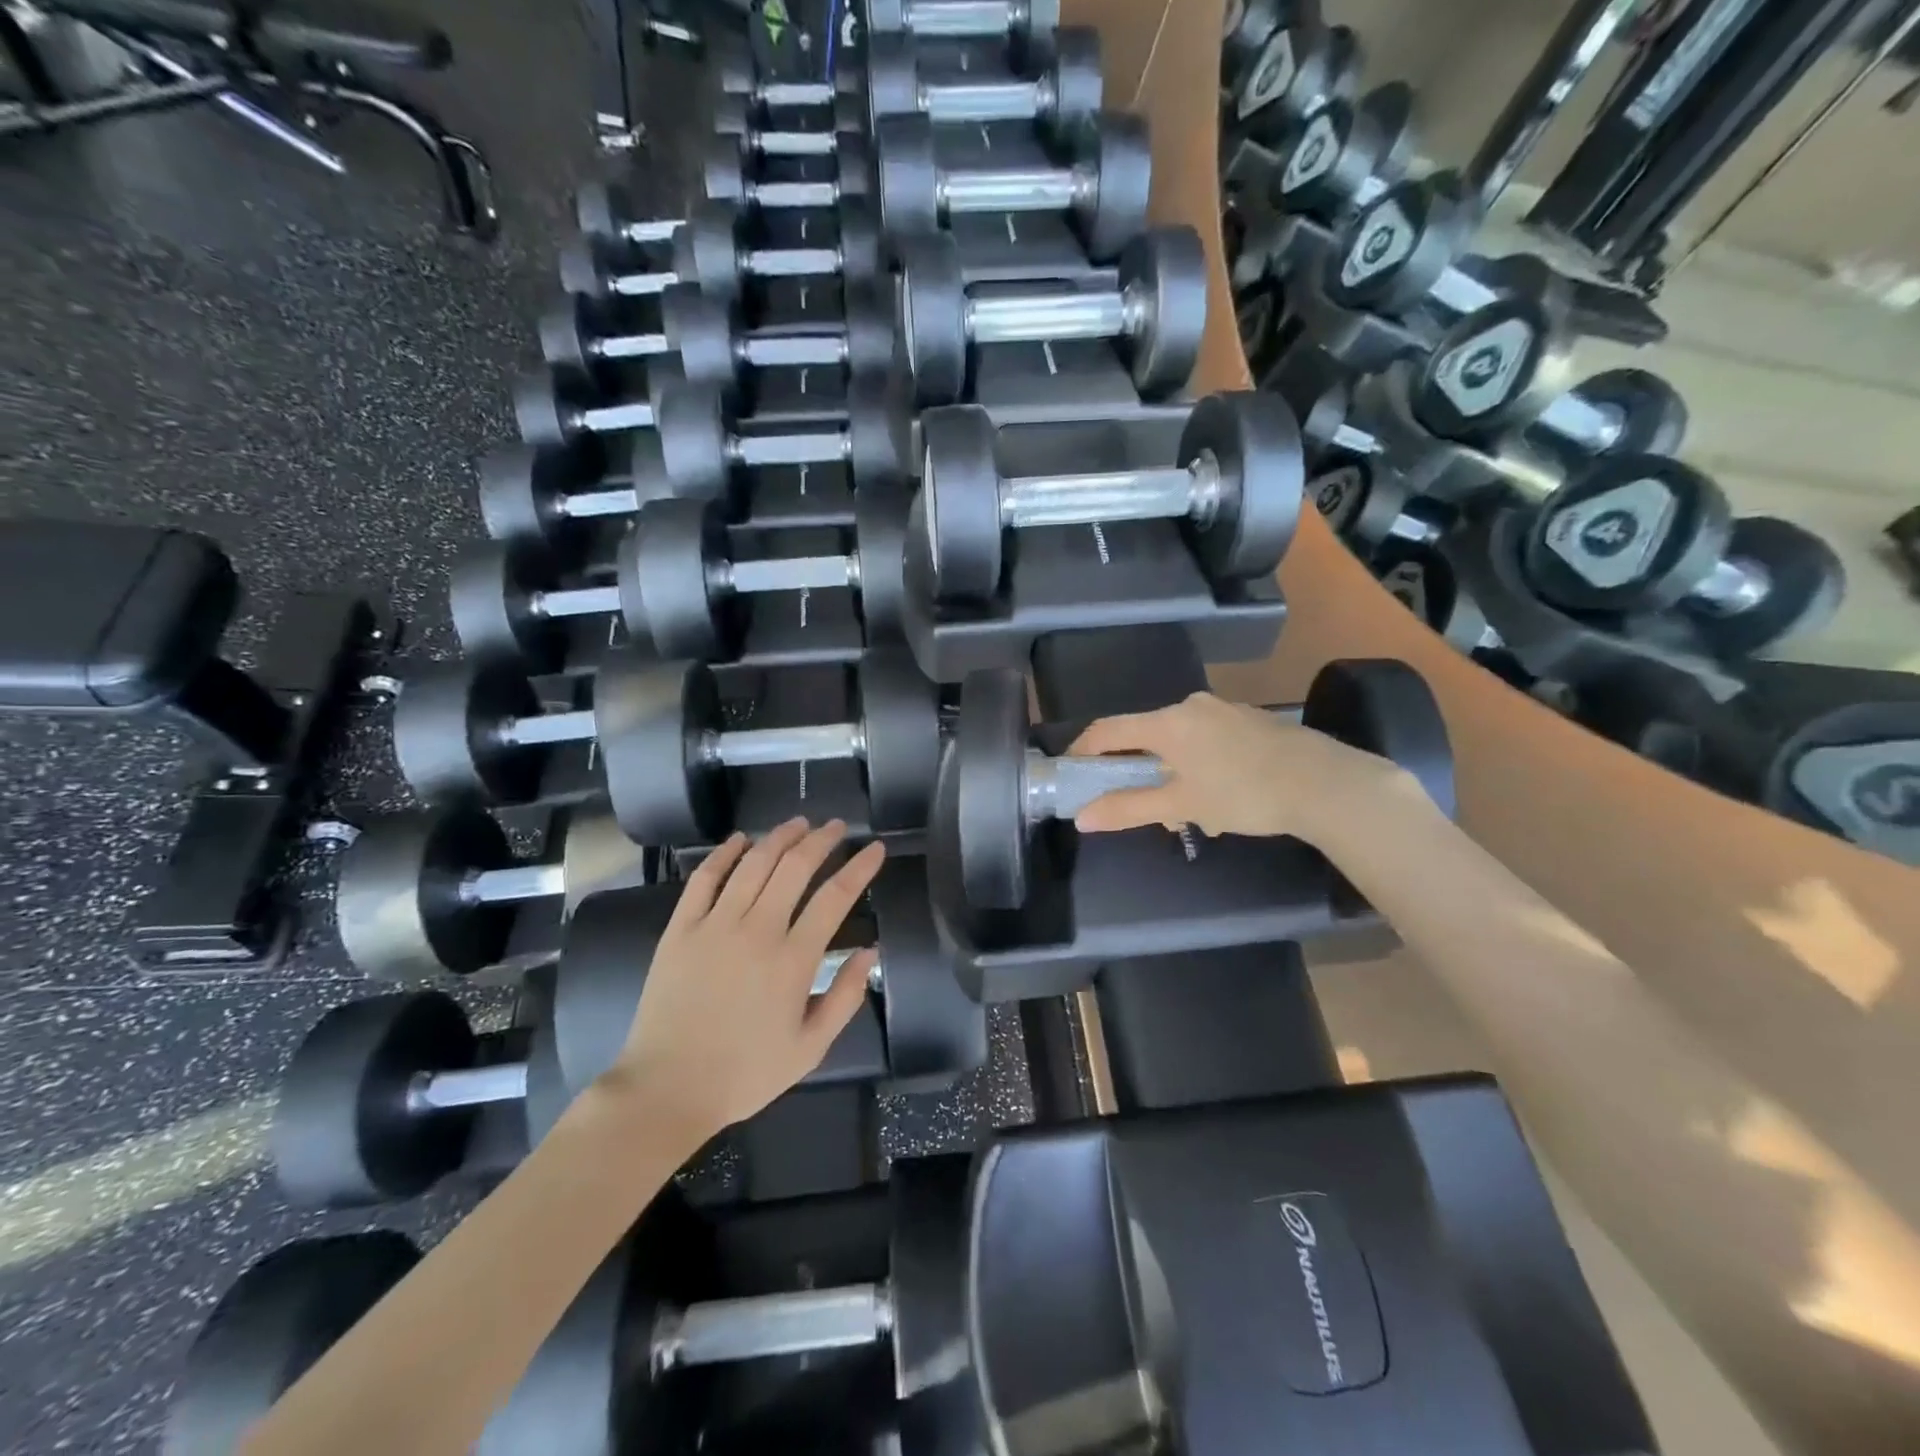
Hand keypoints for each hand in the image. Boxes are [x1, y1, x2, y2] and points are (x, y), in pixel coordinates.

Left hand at [610, 819, 885, 1143]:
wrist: (667, 1089)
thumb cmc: (745, 1073)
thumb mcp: (810, 1048)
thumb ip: (845, 997)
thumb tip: (869, 951)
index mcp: (793, 959)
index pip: (835, 897)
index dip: (860, 867)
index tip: (874, 848)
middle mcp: (757, 930)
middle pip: (795, 867)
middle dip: (820, 840)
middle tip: (835, 827)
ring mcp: (714, 925)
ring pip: (753, 864)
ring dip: (779, 837)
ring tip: (798, 823)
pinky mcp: (680, 929)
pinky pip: (704, 879)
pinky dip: (724, 854)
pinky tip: (740, 839)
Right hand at [1067, 692, 1415, 841]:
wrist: (1326, 783)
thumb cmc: (1244, 793)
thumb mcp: (1182, 805)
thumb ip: (1128, 809)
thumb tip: (1082, 818)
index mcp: (1167, 723)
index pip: (1108, 730)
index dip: (1083, 751)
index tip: (1072, 774)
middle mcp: (1190, 707)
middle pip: (1146, 738)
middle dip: (1141, 776)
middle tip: (1150, 811)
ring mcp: (1223, 710)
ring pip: (1180, 743)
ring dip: (1175, 777)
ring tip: (1197, 816)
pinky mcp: (1249, 720)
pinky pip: (1208, 741)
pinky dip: (1201, 767)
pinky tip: (1225, 799)